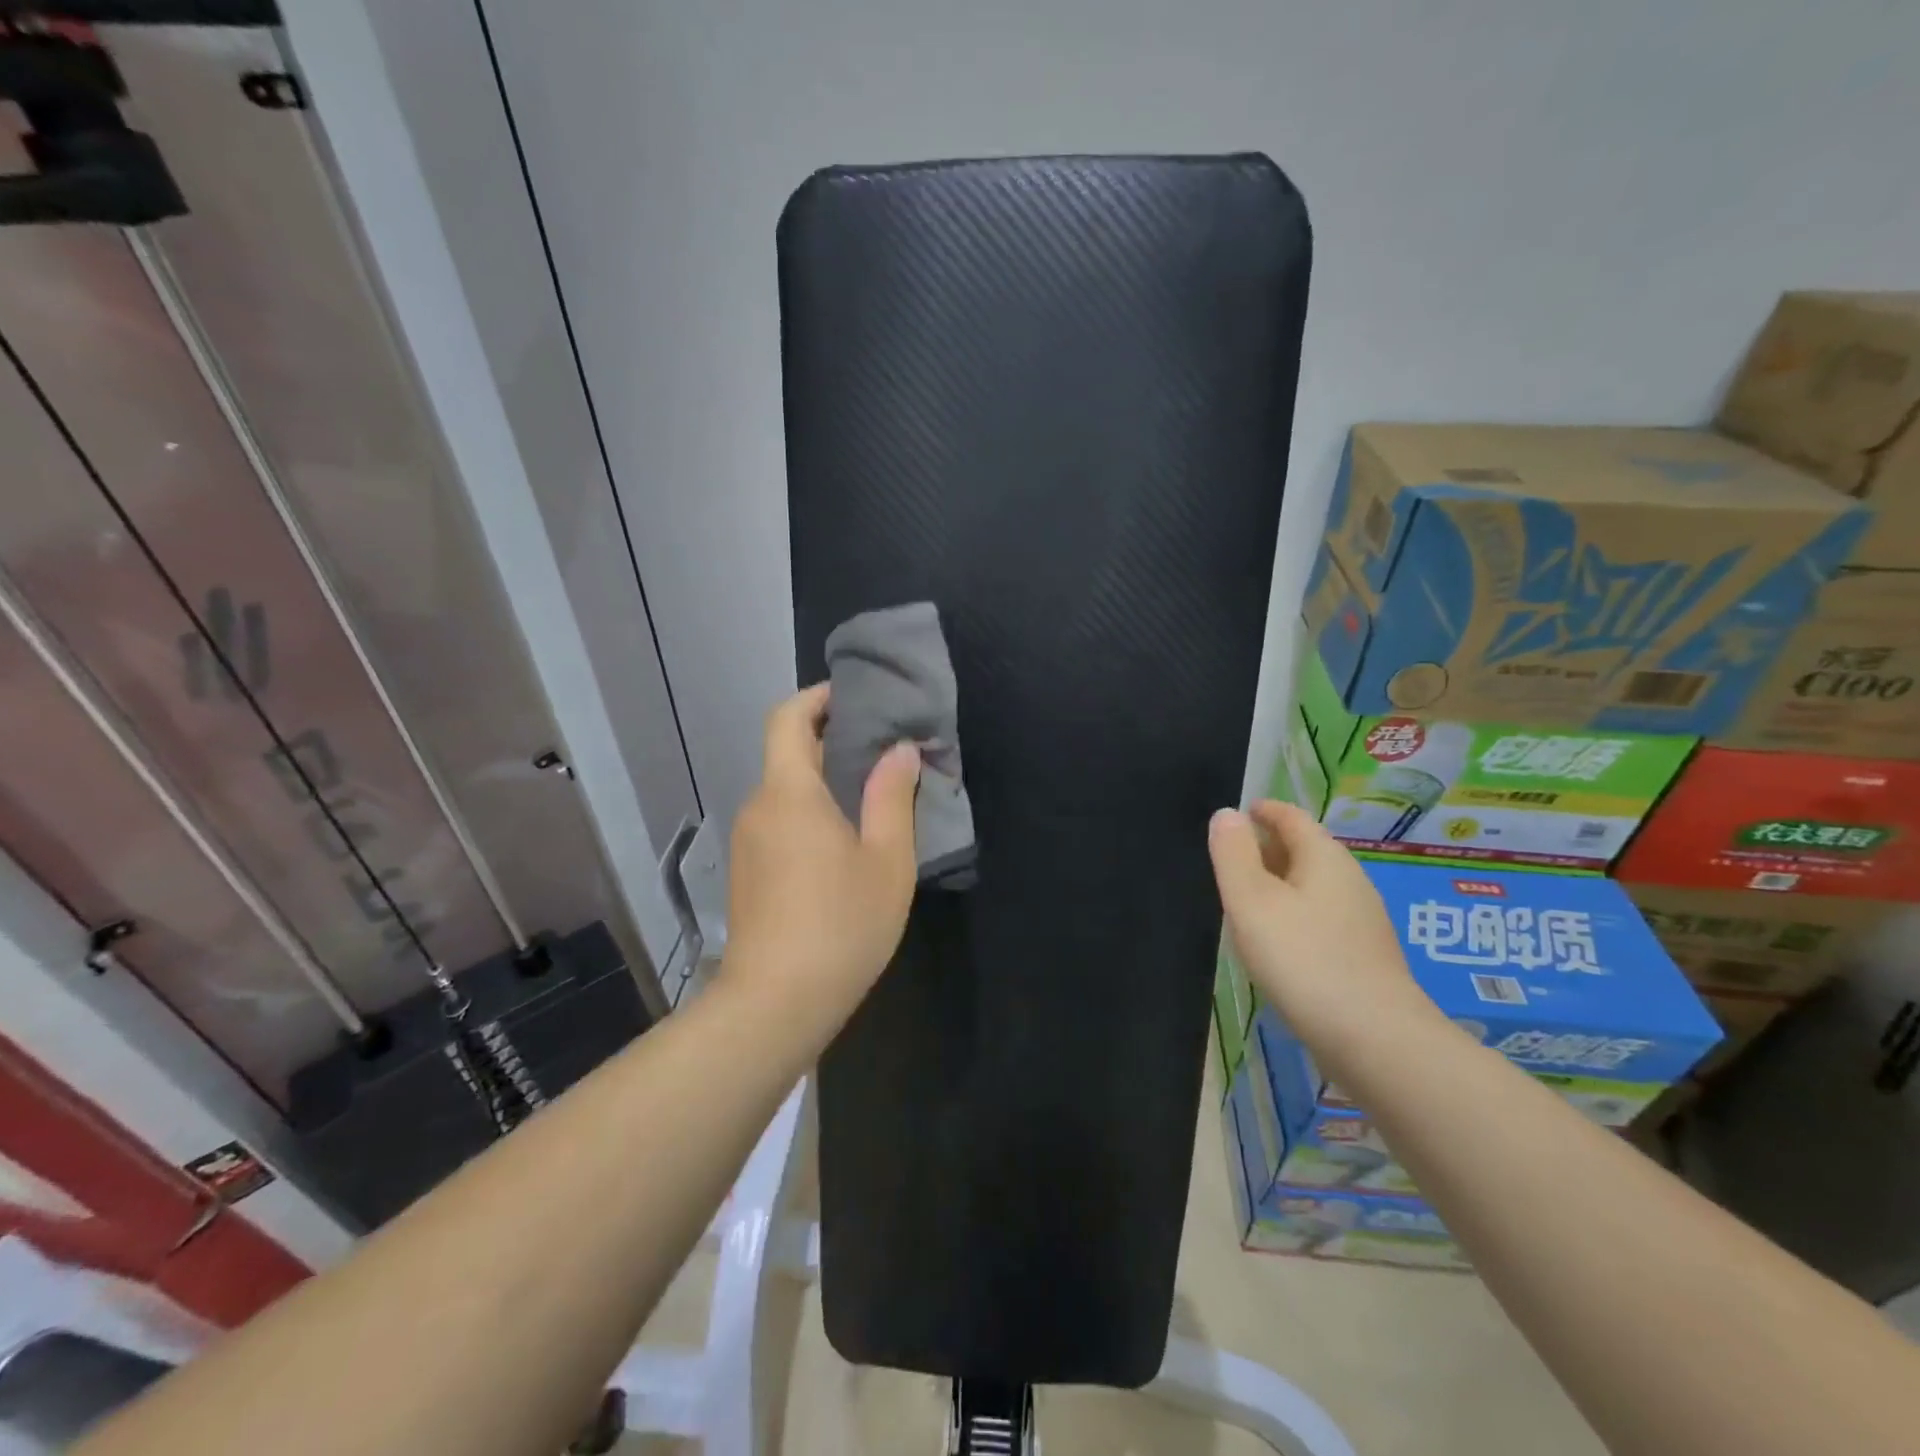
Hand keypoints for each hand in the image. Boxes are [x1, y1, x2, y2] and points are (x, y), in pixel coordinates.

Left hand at [723, 683, 921, 1027]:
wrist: (775, 1004)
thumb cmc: (840, 925)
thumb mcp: (886, 860)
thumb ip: (892, 797)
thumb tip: (899, 749)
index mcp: (789, 792)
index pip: (788, 718)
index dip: (818, 697)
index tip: (857, 695)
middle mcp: (759, 806)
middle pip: (789, 754)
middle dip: (833, 740)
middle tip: (885, 748)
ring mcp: (747, 841)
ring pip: (786, 792)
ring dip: (825, 782)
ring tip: (875, 795)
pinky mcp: (748, 872)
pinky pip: (780, 822)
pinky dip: (811, 813)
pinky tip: (846, 842)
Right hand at [1208, 800, 1428, 1045]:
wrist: (1375, 1040)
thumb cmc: (1304, 959)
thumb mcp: (1251, 901)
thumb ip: (1233, 854)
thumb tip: (1226, 814)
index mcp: (1324, 857)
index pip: (1291, 817)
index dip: (1263, 811)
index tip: (1237, 815)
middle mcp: (1349, 880)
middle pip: (1304, 849)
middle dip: (1268, 847)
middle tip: (1229, 858)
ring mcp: (1361, 921)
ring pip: (1312, 886)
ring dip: (1279, 884)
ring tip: (1244, 899)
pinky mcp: (1363, 957)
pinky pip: (1320, 918)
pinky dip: (1293, 914)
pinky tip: (1275, 942)